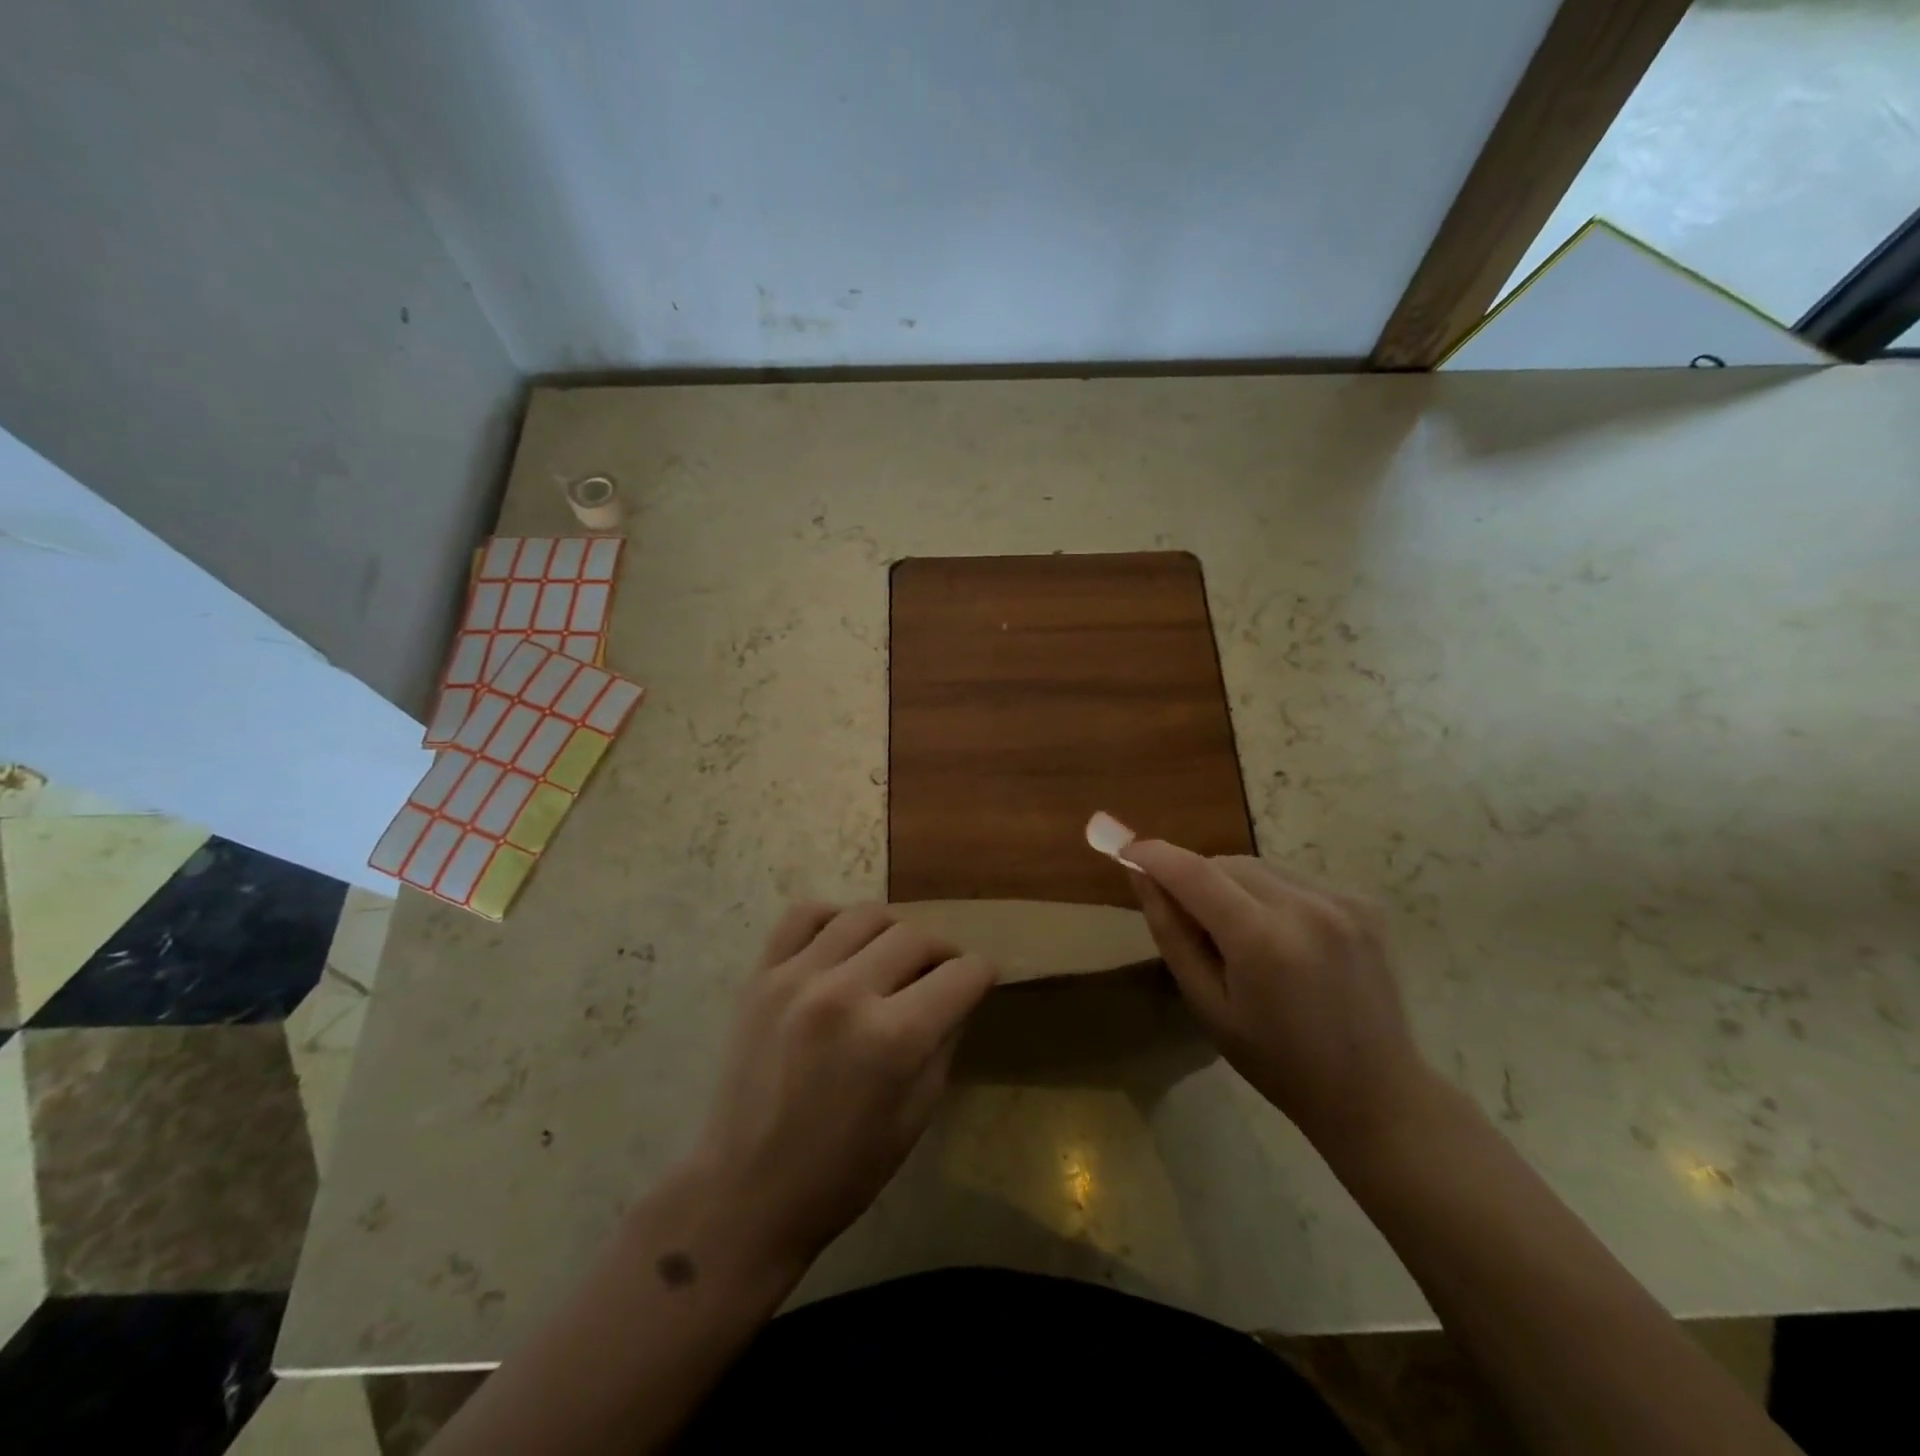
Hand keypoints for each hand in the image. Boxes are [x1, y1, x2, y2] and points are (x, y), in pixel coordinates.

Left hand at [688, 903, 995, 1271]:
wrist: (745, 1191)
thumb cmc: (842, 1172)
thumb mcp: (916, 1116)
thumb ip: (944, 1043)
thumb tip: (959, 994)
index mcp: (892, 1038)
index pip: (959, 976)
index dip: (980, 974)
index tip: (980, 978)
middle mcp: (847, 993)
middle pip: (916, 936)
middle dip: (941, 952)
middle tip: (939, 974)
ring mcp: (798, 977)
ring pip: (865, 915)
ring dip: (893, 932)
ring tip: (891, 957)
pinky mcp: (761, 976)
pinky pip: (803, 915)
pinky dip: (832, 918)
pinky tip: (841, 944)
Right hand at [1124, 842, 1430, 1155]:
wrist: (1375, 1093)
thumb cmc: (1277, 1061)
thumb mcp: (1207, 1005)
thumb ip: (1171, 933)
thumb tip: (1139, 874)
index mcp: (1262, 940)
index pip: (1193, 872)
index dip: (1154, 855)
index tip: (1125, 848)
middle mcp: (1304, 907)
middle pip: (1226, 863)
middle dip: (1196, 879)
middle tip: (1191, 921)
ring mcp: (1341, 901)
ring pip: (1259, 867)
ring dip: (1234, 886)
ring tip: (1240, 934)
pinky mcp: (1363, 903)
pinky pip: (1293, 880)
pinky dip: (1271, 895)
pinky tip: (1283, 939)